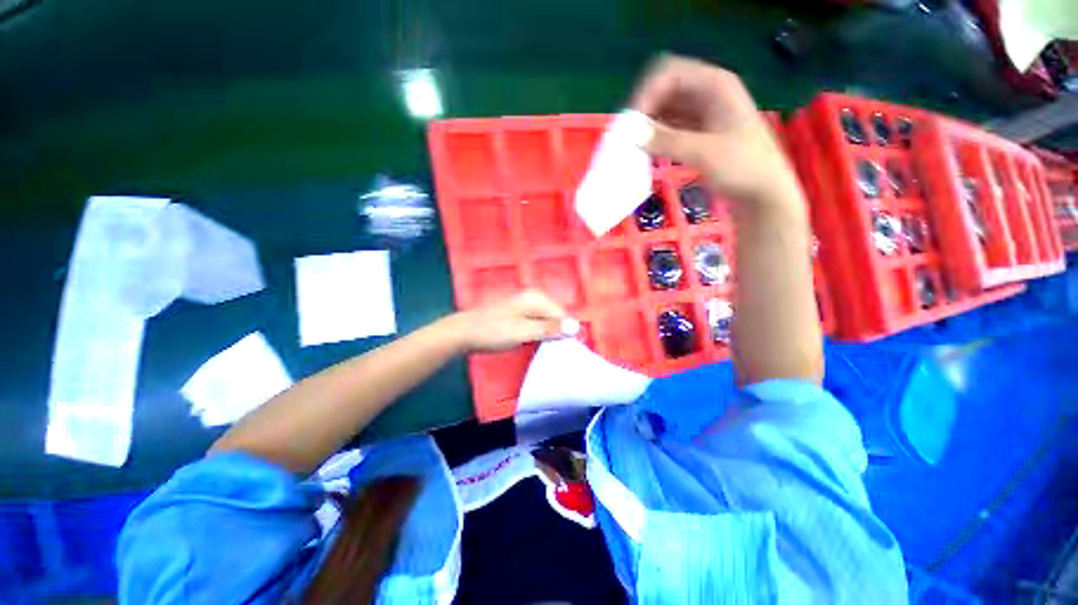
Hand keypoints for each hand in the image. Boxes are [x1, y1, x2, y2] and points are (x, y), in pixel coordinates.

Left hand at [446, 290, 571, 352]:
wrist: (465, 333)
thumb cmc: (493, 331)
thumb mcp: (523, 332)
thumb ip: (550, 329)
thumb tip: (576, 327)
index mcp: (537, 298)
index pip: (563, 315)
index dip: (566, 332)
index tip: (565, 349)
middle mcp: (534, 298)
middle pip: (556, 317)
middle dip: (557, 333)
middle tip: (553, 350)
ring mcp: (526, 305)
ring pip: (547, 322)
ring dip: (548, 335)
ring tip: (544, 348)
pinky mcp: (520, 314)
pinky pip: (538, 324)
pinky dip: (539, 334)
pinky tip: (534, 343)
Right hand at [631, 55, 800, 207]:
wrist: (763, 194)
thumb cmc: (744, 168)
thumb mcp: (704, 153)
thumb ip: (667, 141)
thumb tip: (632, 134)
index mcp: (715, 85)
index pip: (669, 73)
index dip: (645, 94)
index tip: (630, 125)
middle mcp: (707, 93)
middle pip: (664, 88)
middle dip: (644, 109)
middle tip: (628, 137)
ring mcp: (703, 113)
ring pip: (665, 109)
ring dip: (648, 125)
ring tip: (633, 147)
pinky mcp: (699, 133)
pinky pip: (670, 127)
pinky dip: (656, 137)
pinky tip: (647, 152)